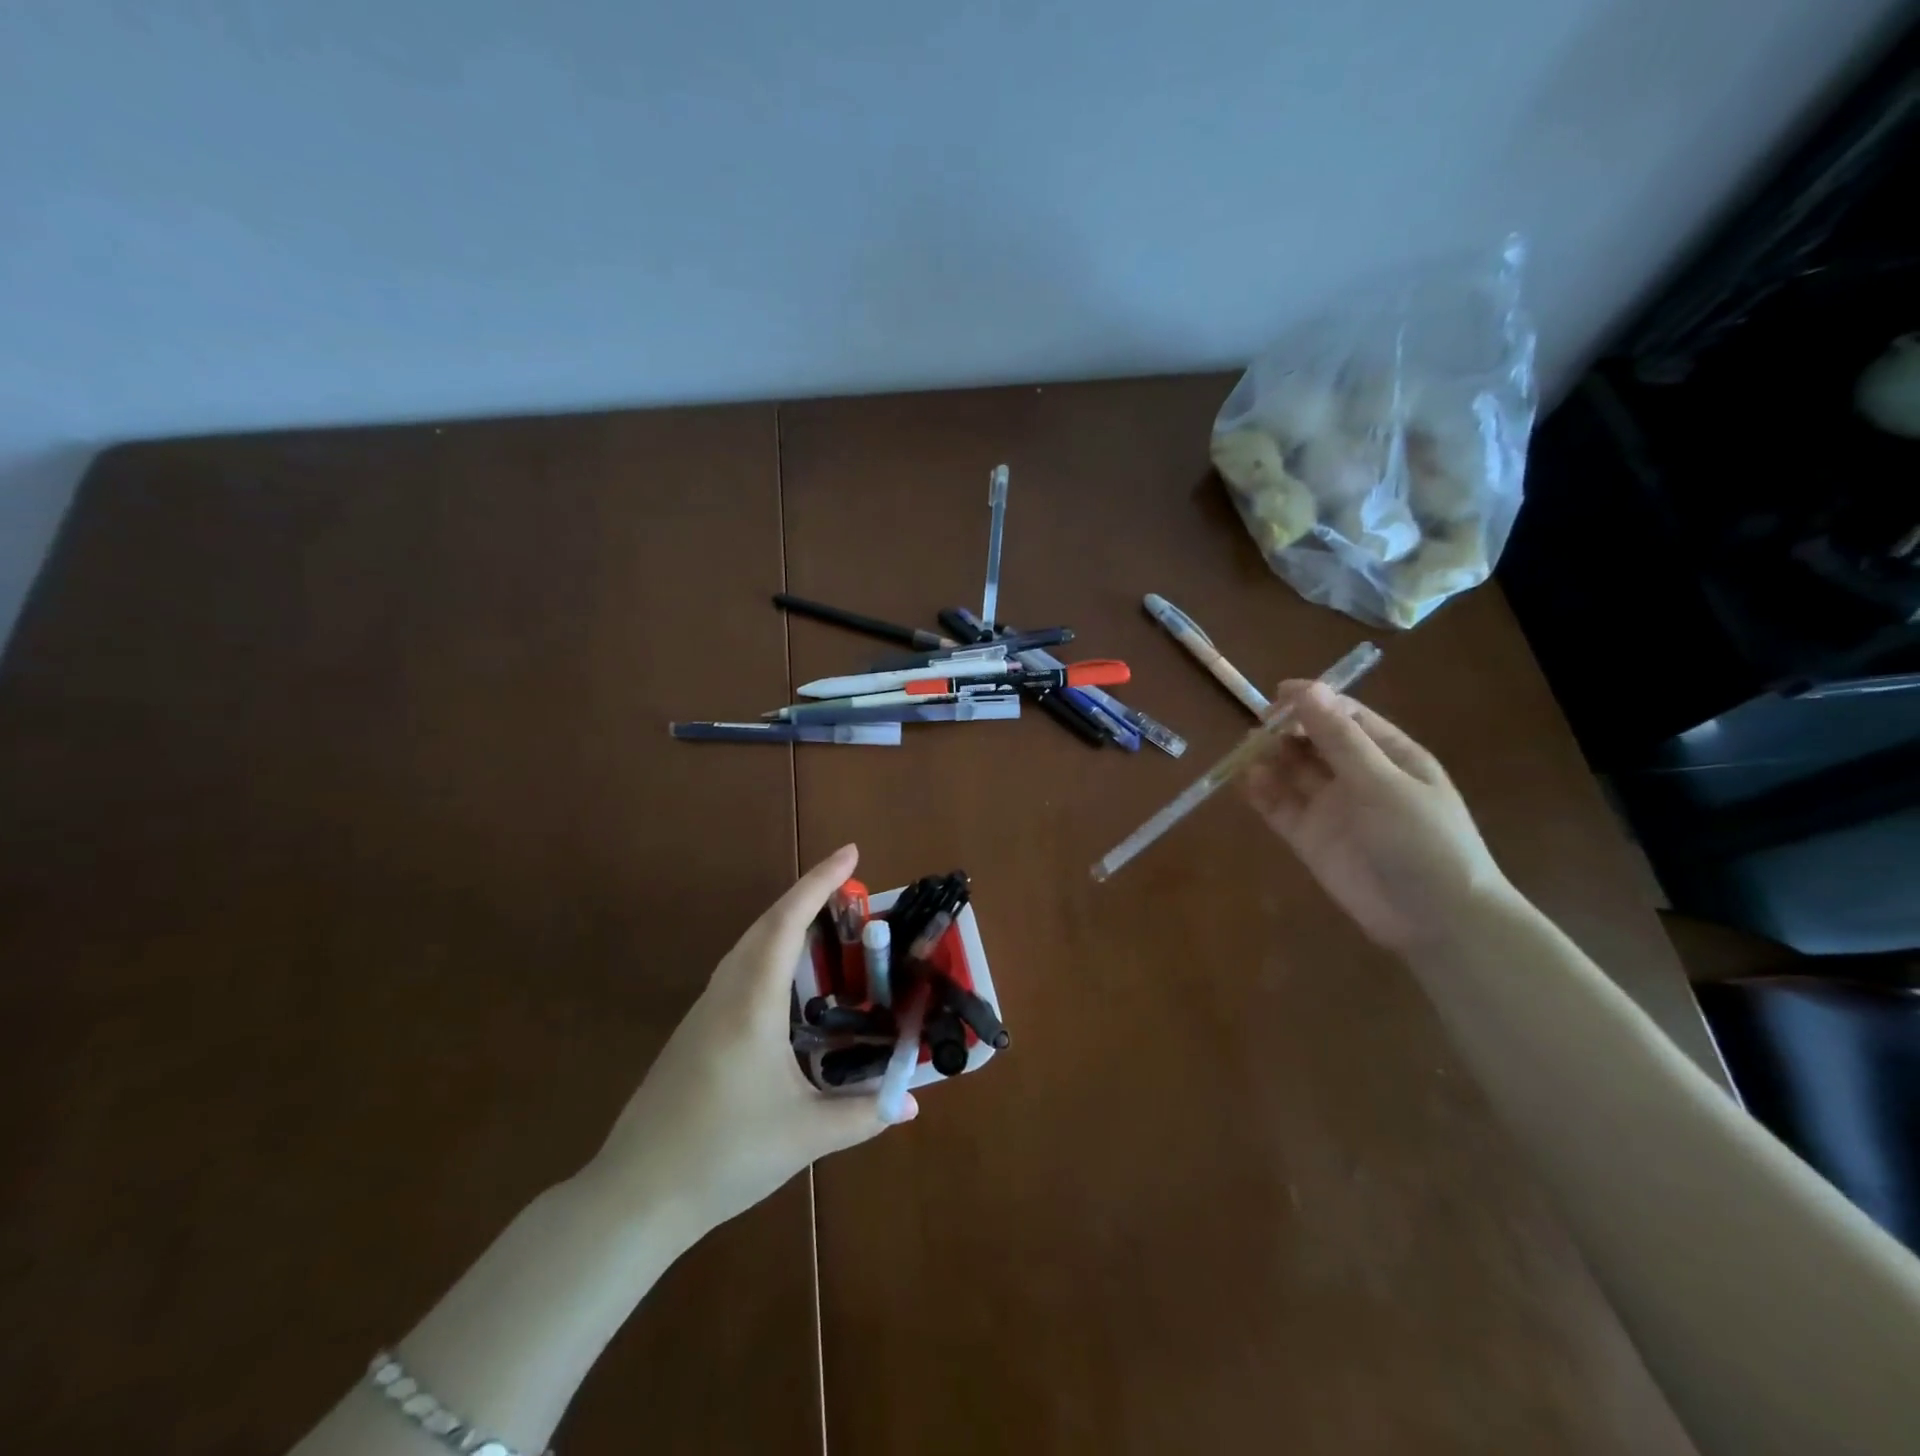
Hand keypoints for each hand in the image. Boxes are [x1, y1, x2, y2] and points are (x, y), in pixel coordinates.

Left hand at [584, 844, 913, 1238]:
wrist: (635, 1195)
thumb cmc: (724, 1156)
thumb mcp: (805, 1137)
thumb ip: (863, 1115)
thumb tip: (911, 1105)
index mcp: (752, 1004)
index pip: (788, 923)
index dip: (820, 883)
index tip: (851, 853)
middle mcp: (726, 994)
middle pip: (766, 923)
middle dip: (807, 894)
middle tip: (850, 884)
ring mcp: (704, 1011)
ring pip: (748, 945)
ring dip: (786, 922)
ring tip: (826, 923)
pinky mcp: (694, 1031)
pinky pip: (738, 969)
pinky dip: (769, 951)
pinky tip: (787, 980)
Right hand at [1245, 682, 1514, 954]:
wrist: (1436, 920)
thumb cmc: (1422, 840)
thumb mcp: (1383, 783)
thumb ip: (1340, 739)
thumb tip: (1307, 689)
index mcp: (1389, 755)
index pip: (1345, 715)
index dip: (1312, 702)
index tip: (1277, 696)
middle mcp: (1359, 776)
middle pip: (1313, 741)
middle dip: (1285, 730)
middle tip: (1258, 728)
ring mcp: (1333, 807)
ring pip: (1292, 772)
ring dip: (1270, 758)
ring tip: (1247, 752)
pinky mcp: (1311, 837)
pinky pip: (1280, 807)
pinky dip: (1262, 792)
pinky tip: (1247, 781)